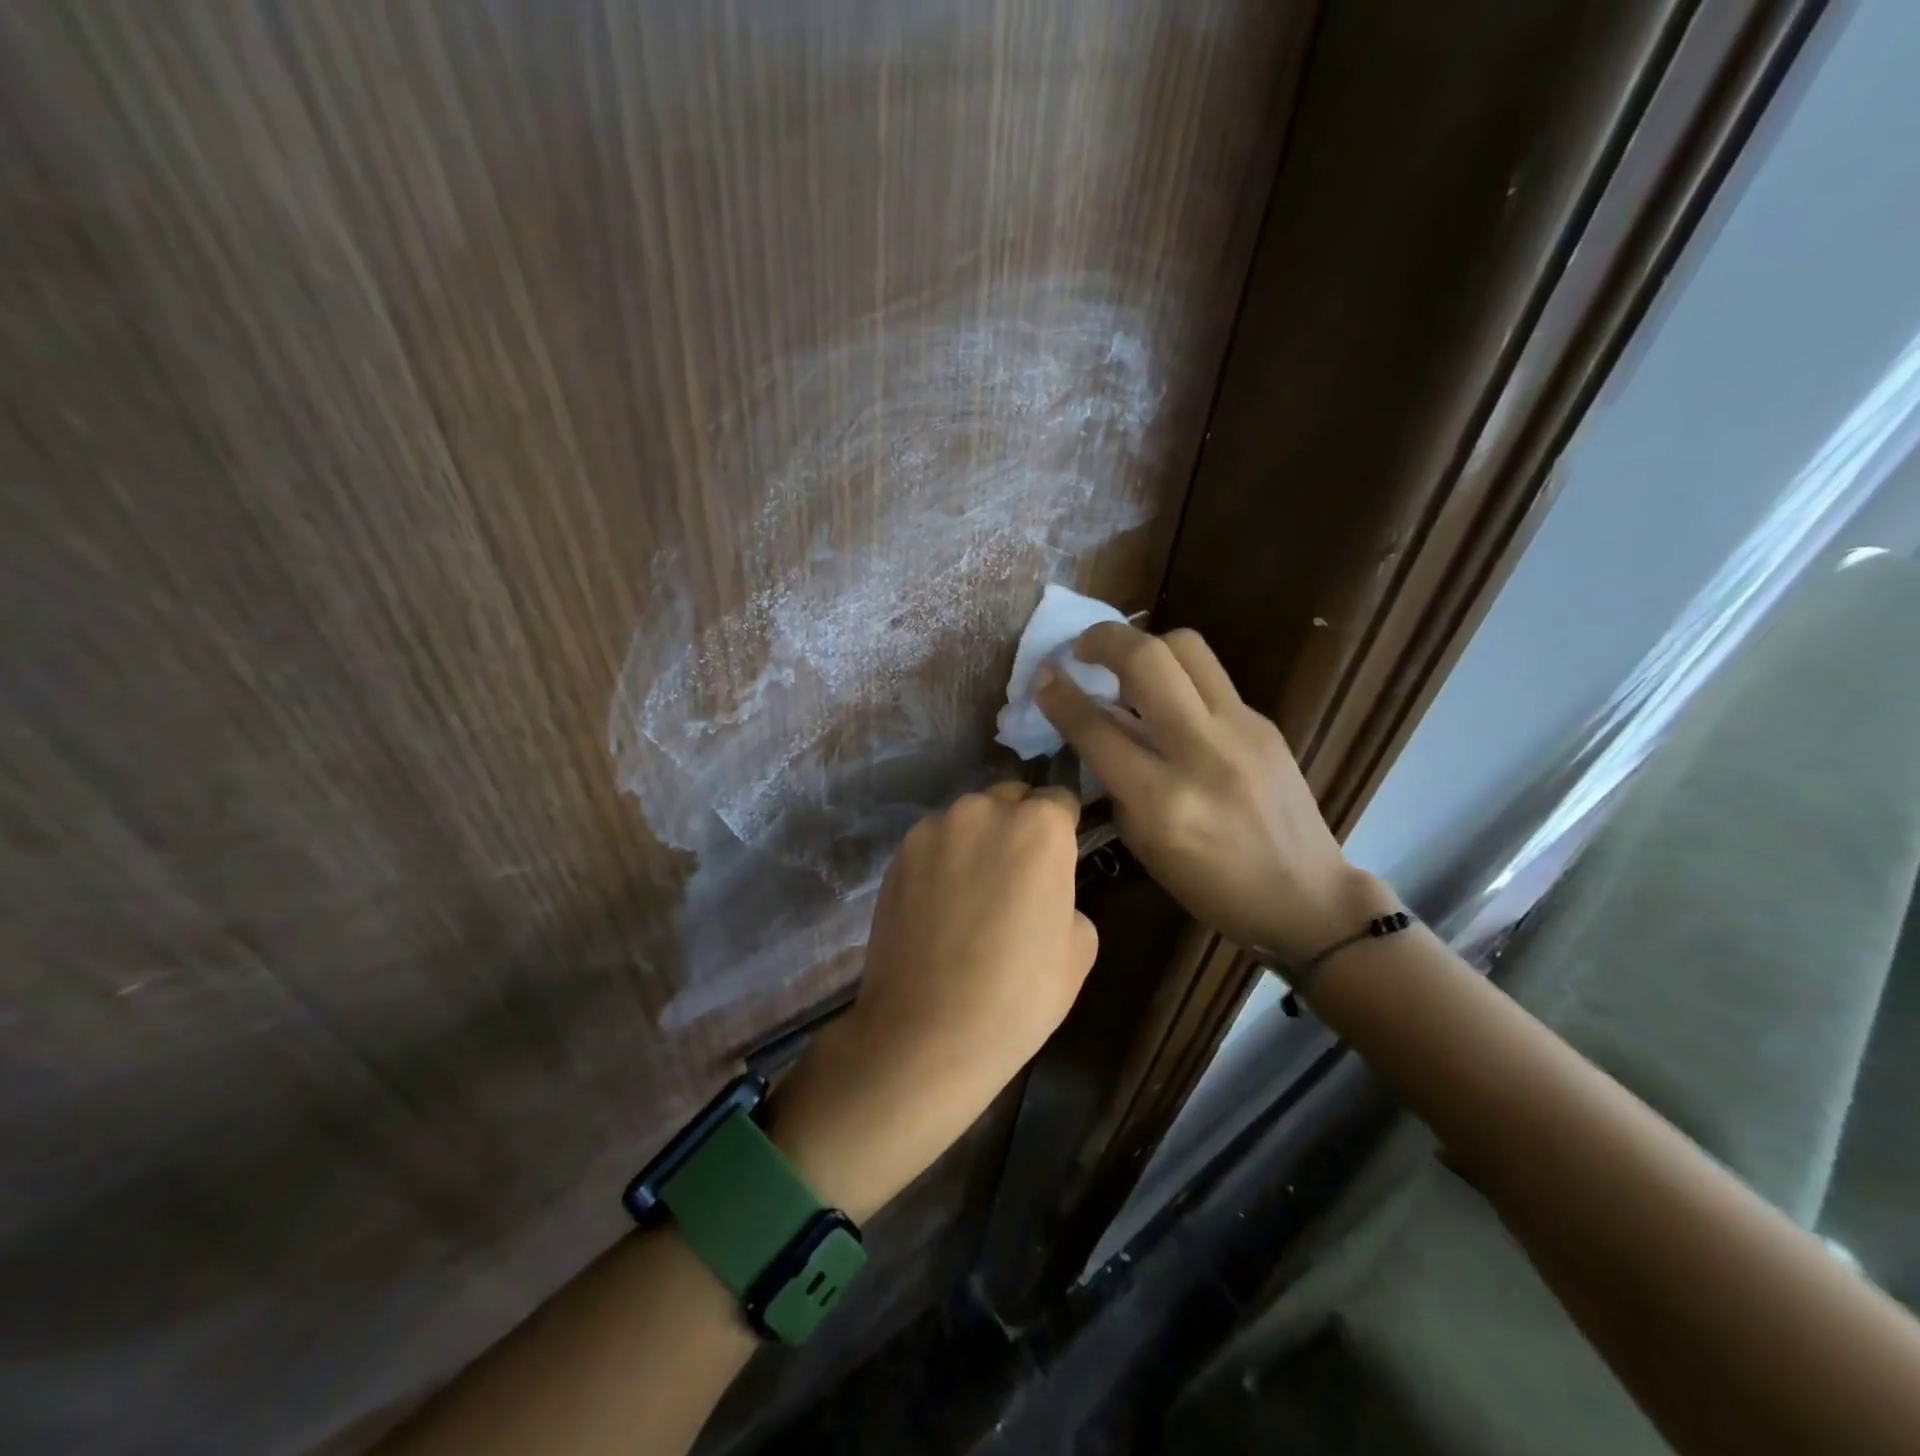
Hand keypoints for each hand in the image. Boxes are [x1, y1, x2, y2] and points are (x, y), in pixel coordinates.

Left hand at [771, 783, 1096, 1220]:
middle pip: (1011, 800)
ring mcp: (934, 828)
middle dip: (1019, 825)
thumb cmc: (1020, 993)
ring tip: (973, 893)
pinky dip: (943, 860)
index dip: (1063, 829)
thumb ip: (1067, 892)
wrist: (928, 1031)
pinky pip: (934, 843)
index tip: (1058, 858)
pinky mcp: (898, 853)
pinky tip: (940, 905)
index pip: (1060, 800)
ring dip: (978, 841)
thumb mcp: (1080, 946)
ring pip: (969, 820)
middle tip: (1016, 875)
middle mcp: (984, 810)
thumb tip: (1043, 886)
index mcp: (1040, 826)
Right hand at [1033, 622, 1387, 959]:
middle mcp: (1202, 753)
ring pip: (1187, 648)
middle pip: (1147, 660)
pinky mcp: (1265, 722)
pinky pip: (1210, 678)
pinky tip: (1170, 702)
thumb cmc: (1211, 886)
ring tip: (1127, 665)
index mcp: (1162, 801)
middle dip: (1103, 638)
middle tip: (1082, 648)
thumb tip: (1094, 726)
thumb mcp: (1144, 843)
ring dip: (1145, 644)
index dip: (1060, 695)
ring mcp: (1241, 730)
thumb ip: (1114, 780)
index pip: (1097, 728)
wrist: (1305, 896)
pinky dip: (1178, 678)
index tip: (1043, 676)